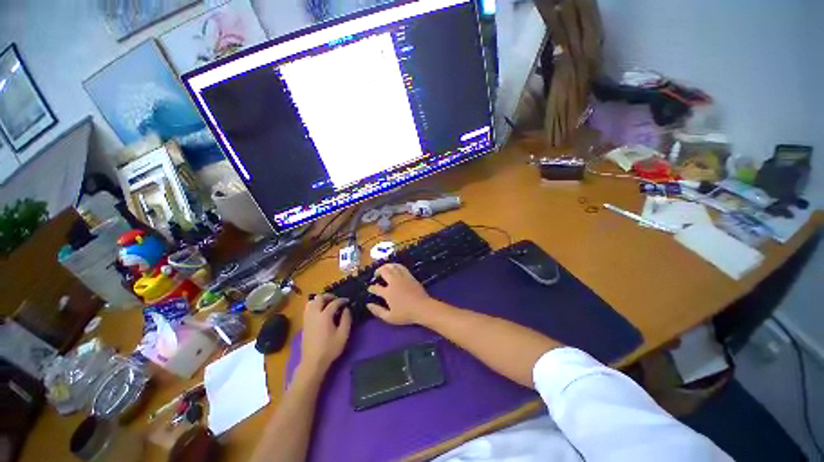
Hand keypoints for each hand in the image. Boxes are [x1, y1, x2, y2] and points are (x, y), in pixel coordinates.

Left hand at [300, 294, 351, 374]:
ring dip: (320, 300)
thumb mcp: (343, 334)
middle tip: (337, 300)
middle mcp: (314, 314)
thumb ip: (346, 319)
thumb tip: (346, 309)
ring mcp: (307, 318)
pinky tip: (321, 312)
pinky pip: (308, 308)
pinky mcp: (304, 324)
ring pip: (311, 302)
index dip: (342, 300)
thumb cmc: (330, 348)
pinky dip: (315, 306)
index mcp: (324, 316)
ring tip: (328, 304)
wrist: (313, 362)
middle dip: (329, 296)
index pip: (334, 302)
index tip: (348, 301)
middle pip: (319, 298)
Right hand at [367, 263, 433, 324]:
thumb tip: (368, 305)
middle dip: (378, 272)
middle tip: (376, 275)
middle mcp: (394, 282)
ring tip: (384, 269)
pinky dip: (395, 265)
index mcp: (388, 292)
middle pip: (383, 271)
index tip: (370, 289)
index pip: (376, 288)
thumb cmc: (406, 314)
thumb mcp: (389, 317)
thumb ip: (377, 311)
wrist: (422, 307)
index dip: (371, 288)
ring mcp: (402, 277)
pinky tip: (394, 268)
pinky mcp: (409, 276)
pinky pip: (401, 267)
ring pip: (392, 266)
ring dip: (386, 266)